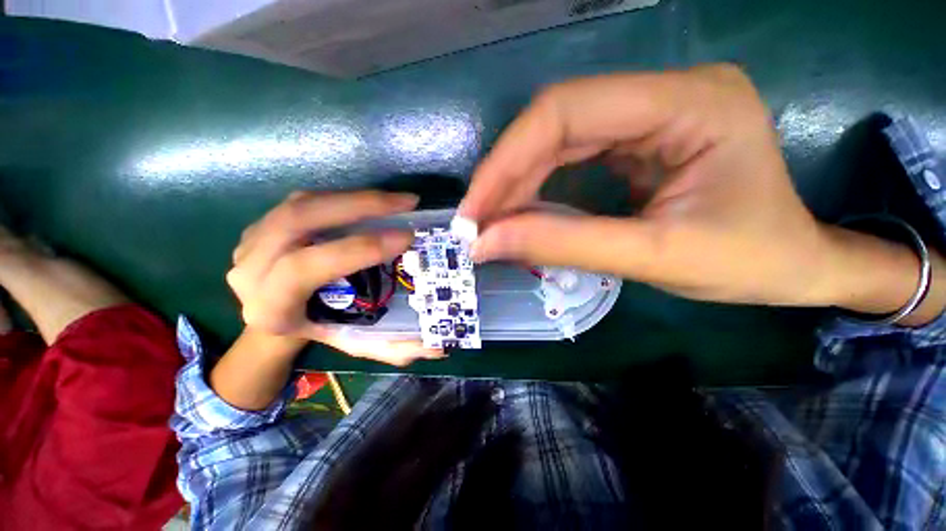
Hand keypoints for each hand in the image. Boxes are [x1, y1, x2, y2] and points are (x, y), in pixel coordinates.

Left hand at [227, 190, 441, 364]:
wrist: (279, 318)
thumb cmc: (322, 331)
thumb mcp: (357, 344)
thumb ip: (395, 348)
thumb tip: (440, 346)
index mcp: (271, 308)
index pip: (305, 268)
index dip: (358, 249)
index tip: (406, 237)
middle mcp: (250, 271)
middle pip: (298, 221)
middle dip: (359, 206)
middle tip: (407, 203)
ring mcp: (251, 241)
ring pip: (302, 204)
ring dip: (355, 197)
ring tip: (397, 200)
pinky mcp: (263, 224)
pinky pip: (305, 200)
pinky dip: (343, 197)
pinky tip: (372, 202)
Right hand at [459, 64, 840, 306]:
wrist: (794, 265)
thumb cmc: (749, 262)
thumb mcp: (655, 257)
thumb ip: (566, 246)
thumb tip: (489, 243)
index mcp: (689, 103)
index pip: (566, 112)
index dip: (507, 161)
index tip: (474, 211)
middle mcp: (664, 93)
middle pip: (555, 124)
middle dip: (505, 177)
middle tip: (474, 222)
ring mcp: (648, 114)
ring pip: (556, 140)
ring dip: (515, 184)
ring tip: (490, 222)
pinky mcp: (636, 141)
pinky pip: (569, 157)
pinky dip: (536, 187)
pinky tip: (520, 213)